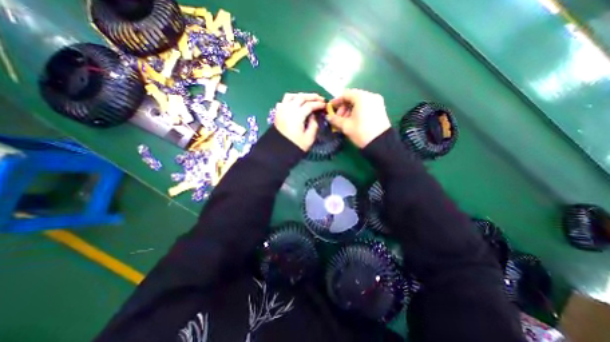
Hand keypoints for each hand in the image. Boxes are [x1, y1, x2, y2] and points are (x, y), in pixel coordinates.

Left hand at [274, 93, 325, 151]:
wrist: (278, 151)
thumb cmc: (295, 146)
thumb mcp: (309, 138)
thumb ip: (314, 125)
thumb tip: (313, 116)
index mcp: (297, 116)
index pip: (309, 105)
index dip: (318, 104)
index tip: (325, 105)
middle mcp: (288, 109)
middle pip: (301, 97)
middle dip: (312, 96)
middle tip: (320, 98)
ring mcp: (281, 110)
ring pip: (291, 96)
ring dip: (301, 95)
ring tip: (308, 99)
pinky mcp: (277, 113)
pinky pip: (284, 101)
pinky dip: (291, 99)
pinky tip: (295, 103)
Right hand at [330, 88, 389, 146]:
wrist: (380, 143)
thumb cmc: (361, 132)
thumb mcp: (346, 126)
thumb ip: (335, 119)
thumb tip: (328, 117)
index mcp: (362, 97)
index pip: (346, 94)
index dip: (336, 101)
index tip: (331, 109)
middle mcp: (371, 96)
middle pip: (353, 97)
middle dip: (343, 107)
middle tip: (338, 118)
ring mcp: (377, 102)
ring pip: (359, 102)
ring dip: (350, 110)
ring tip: (345, 121)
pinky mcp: (380, 109)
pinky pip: (366, 106)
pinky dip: (358, 111)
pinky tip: (354, 121)